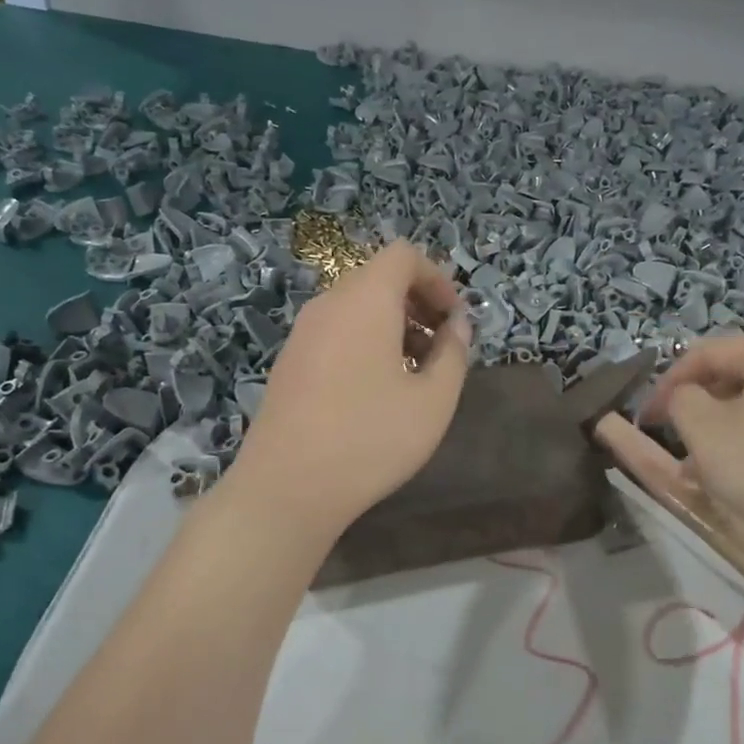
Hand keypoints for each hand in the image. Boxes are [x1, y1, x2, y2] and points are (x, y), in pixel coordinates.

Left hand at [229, 241, 471, 535]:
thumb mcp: (433, 401)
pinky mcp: (289, 363)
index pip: (403, 256)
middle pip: (377, 279)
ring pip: (355, 308)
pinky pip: (335, 333)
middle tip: (441, 348)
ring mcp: (302, 334)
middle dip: (417, 304)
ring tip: (413, 374)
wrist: (287, 487)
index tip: (455, 321)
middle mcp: (328, 305)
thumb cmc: (371, 439)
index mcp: (364, 300)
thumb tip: (456, 326)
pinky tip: (375, 392)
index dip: (437, 279)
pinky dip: (364, 343)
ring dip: (392, 326)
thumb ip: (453, 353)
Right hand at [641, 334, 743, 555]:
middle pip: (734, 377)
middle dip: (696, 408)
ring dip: (720, 432)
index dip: (666, 382)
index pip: (706, 352)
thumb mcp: (703, 429)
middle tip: (673, 441)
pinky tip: (739, 481)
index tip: (644, 418)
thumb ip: (680, 399)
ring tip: (699, 470)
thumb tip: (687, 397)